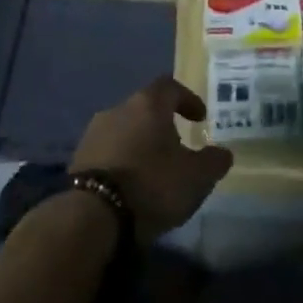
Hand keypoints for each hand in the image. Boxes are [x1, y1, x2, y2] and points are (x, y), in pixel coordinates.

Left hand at [72, 76, 232, 239]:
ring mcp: (93, 133)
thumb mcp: (196, 177)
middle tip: (178, 146)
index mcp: (148, 105)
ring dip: (141, 142)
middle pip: (145, 108)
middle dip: (163, 124)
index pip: (170, 86)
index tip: (200, 118)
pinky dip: (123, 160)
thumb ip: (214, 161)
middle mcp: (118, 109)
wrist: (92, 216)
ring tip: (154, 168)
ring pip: (125, 129)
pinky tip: (131, 183)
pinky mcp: (78, 158)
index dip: (188, 99)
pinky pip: (108, 150)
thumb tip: (224, 153)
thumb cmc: (151, 185)